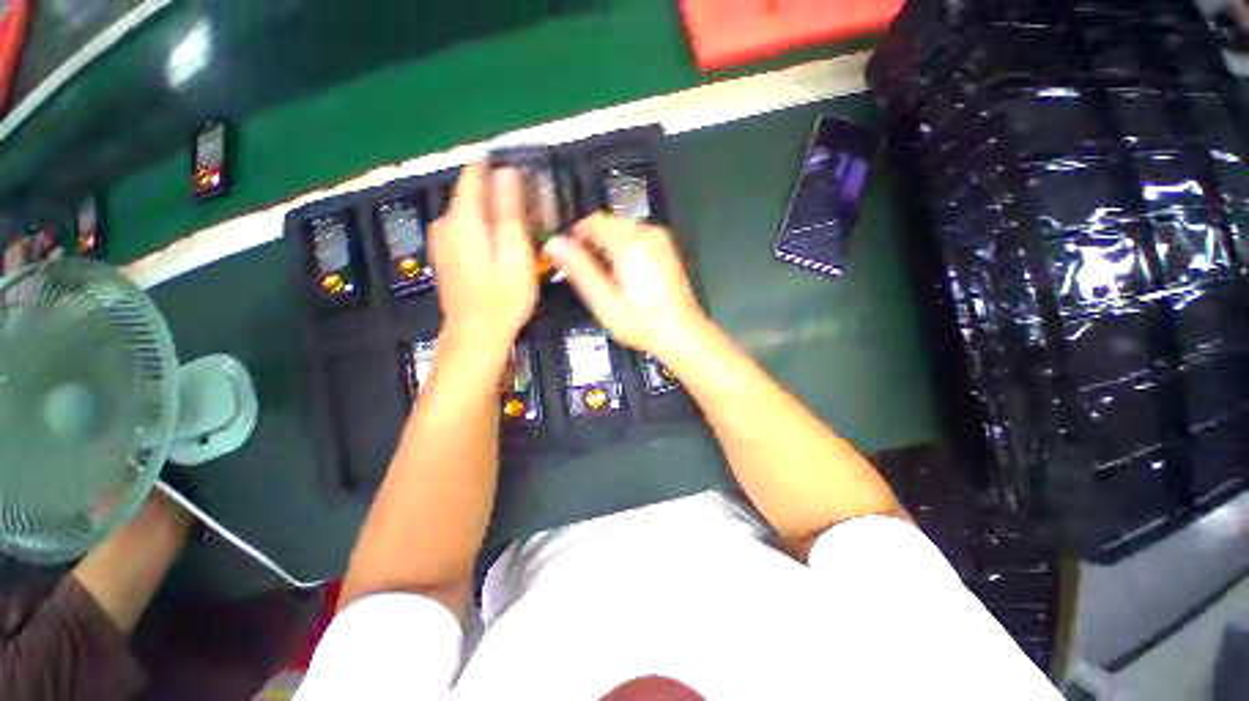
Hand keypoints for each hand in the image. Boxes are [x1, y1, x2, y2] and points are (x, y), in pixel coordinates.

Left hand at [430, 164, 537, 349]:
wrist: (476, 335)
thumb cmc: (503, 299)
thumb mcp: (515, 256)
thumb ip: (509, 212)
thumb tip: (507, 171)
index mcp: (462, 218)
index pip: (476, 172)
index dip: (502, 171)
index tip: (528, 185)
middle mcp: (445, 221)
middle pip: (475, 192)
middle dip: (503, 197)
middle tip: (533, 219)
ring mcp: (441, 237)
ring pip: (472, 210)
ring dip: (496, 215)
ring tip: (522, 237)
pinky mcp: (444, 252)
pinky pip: (467, 227)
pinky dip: (485, 230)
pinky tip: (503, 249)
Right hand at [544, 213, 706, 355]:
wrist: (682, 333)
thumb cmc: (640, 322)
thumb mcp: (604, 300)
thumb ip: (579, 268)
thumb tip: (554, 243)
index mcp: (630, 242)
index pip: (592, 221)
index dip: (573, 235)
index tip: (564, 256)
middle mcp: (647, 232)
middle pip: (608, 225)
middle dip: (591, 243)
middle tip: (581, 272)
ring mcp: (660, 240)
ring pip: (621, 232)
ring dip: (606, 248)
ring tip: (601, 278)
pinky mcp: (666, 249)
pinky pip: (636, 239)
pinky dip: (623, 251)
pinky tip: (622, 277)